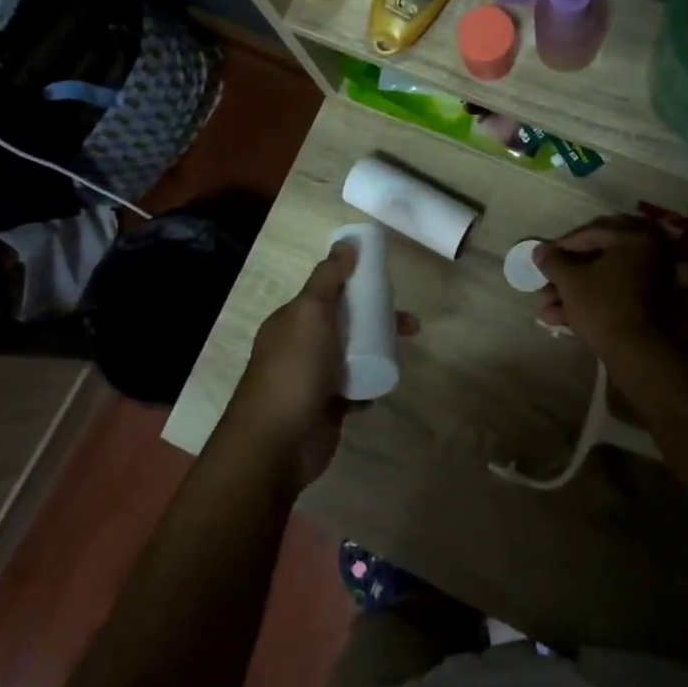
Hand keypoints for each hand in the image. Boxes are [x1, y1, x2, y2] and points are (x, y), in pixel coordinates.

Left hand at [228, 242, 417, 489]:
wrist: (278, 443)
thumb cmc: (294, 371)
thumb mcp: (310, 313)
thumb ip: (328, 279)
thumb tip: (346, 243)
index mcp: (292, 321)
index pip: (327, 294)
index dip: (356, 285)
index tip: (387, 284)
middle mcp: (300, 347)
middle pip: (346, 324)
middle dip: (377, 320)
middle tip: (410, 324)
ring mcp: (313, 379)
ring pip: (353, 357)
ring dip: (377, 352)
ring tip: (403, 355)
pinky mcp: (327, 408)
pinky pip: (355, 391)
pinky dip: (368, 388)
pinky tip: (380, 387)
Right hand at [533, 218, 672, 356]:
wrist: (637, 352)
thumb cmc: (602, 306)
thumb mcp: (570, 281)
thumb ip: (553, 261)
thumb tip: (539, 250)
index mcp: (634, 239)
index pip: (590, 234)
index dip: (560, 247)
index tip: (541, 260)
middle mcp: (647, 255)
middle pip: (594, 260)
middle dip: (562, 278)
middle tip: (541, 289)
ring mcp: (649, 282)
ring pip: (600, 281)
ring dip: (570, 294)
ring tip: (545, 310)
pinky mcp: (646, 306)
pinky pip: (611, 296)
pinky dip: (587, 304)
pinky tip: (560, 319)